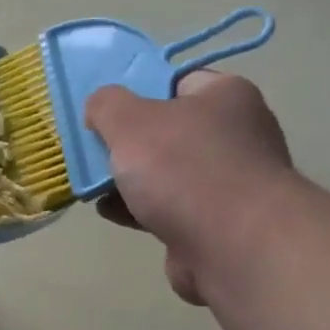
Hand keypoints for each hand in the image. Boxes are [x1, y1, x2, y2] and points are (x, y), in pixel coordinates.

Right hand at [85, 72, 291, 304]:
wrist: (234, 246)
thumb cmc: (183, 168)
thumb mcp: (129, 121)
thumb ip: (106, 105)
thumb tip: (100, 107)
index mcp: (226, 96)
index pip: (175, 82)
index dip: (136, 92)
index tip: (104, 111)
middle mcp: (237, 134)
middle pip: (167, 131)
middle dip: (127, 144)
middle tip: (93, 151)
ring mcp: (230, 183)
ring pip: (166, 174)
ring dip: (130, 181)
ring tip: (93, 186)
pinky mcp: (219, 224)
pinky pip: (170, 209)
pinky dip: (141, 210)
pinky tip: (111, 212)